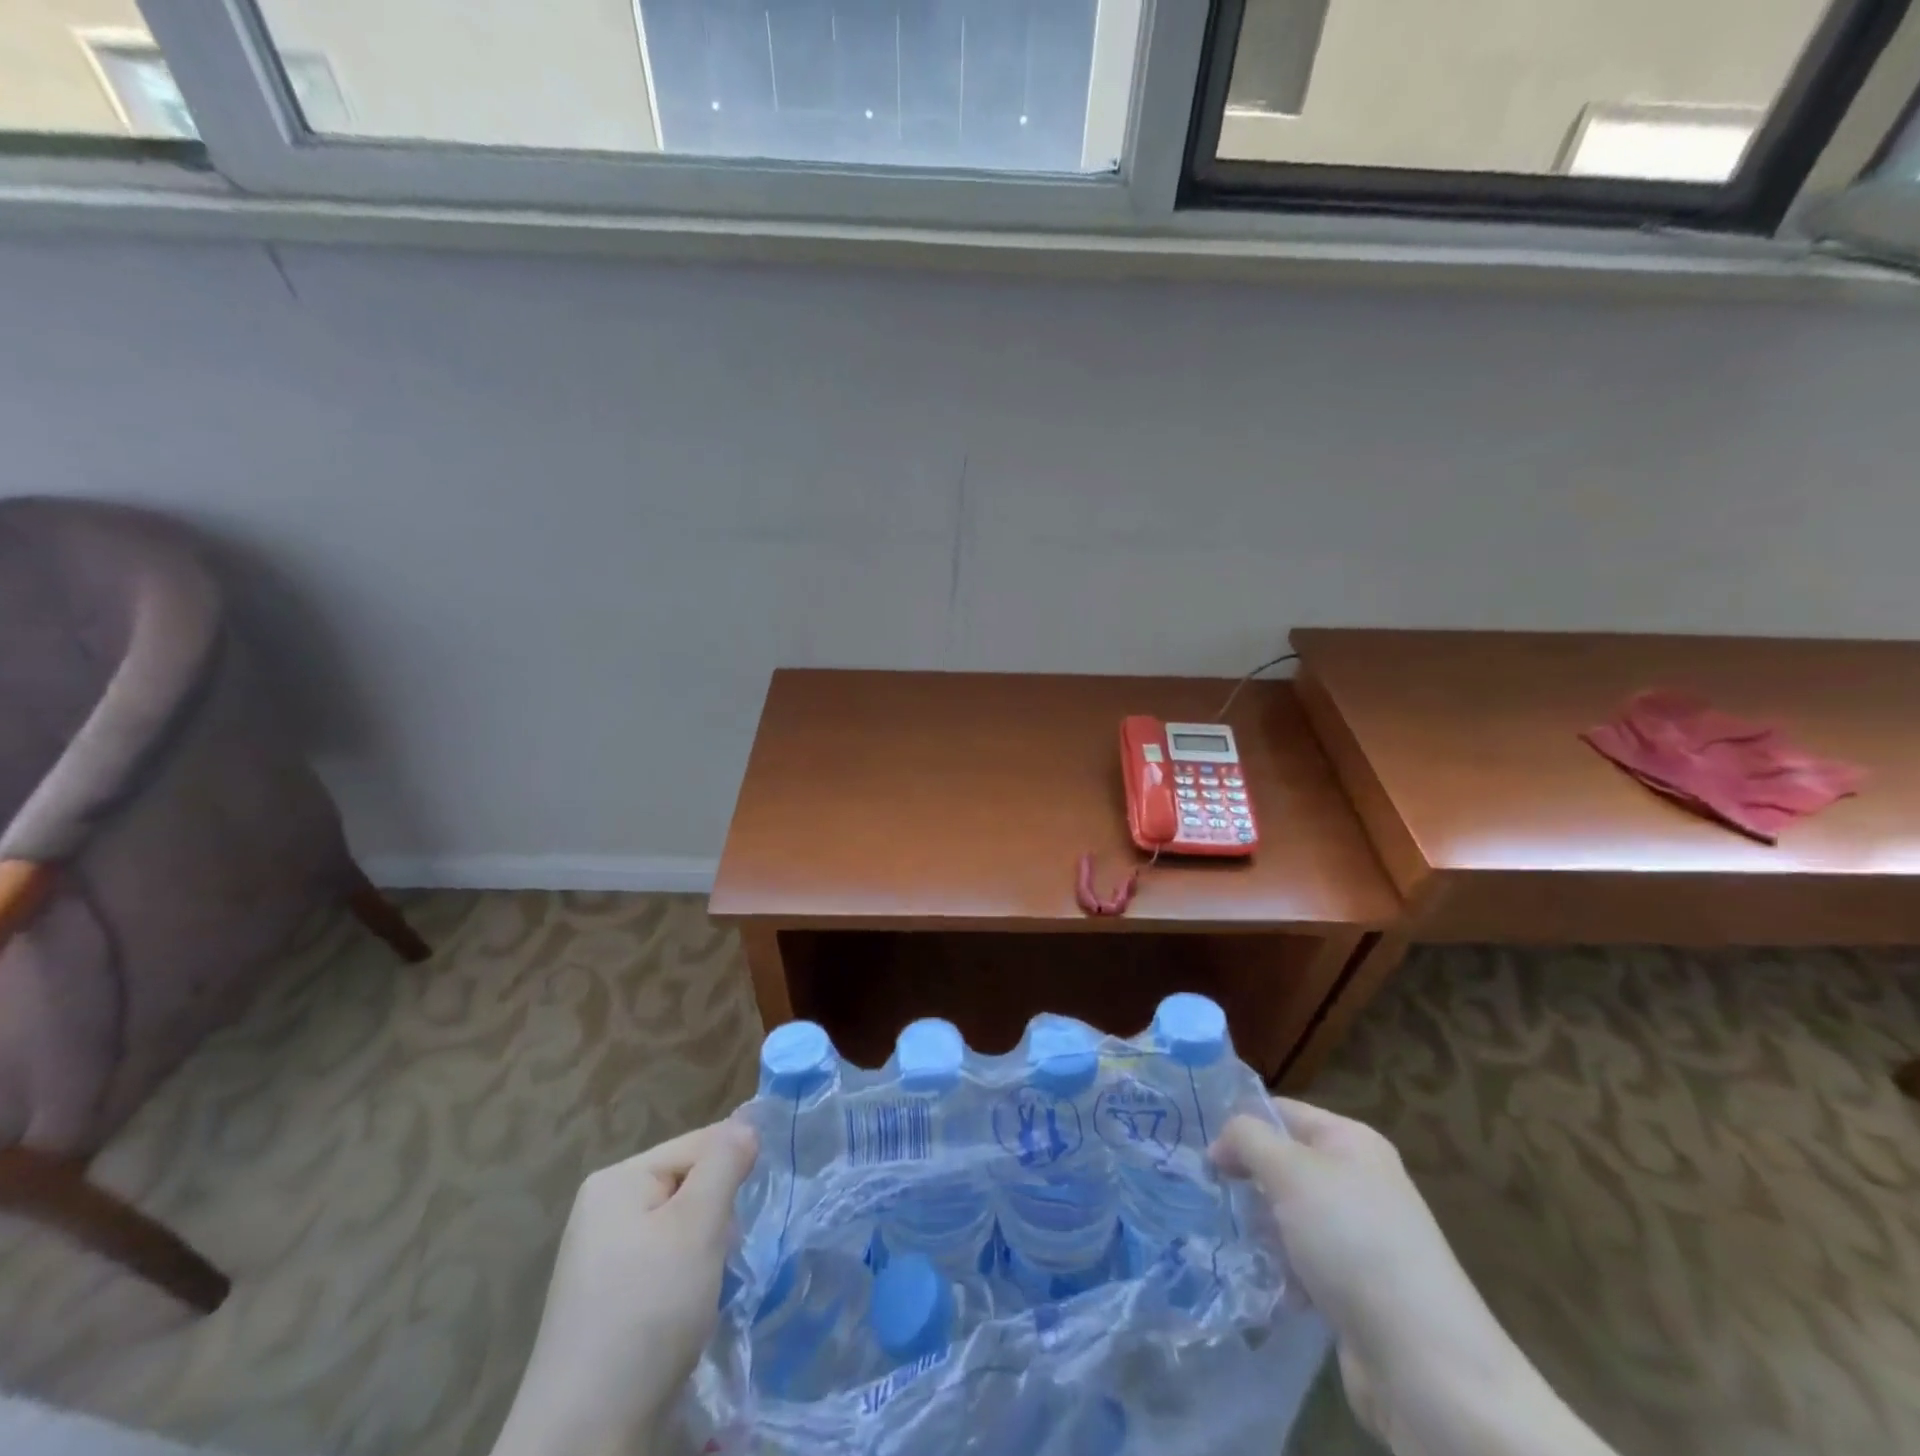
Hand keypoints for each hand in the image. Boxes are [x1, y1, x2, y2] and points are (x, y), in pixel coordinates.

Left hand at [492, 1120, 758, 1455]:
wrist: (585, 1437)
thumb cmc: (647, 1312)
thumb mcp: (697, 1226)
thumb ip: (725, 1164)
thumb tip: (747, 1124)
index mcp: (618, 1179)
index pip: (698, 1144)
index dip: (731, 1170)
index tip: (746, 1213)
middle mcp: (604, 1209)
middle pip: (689, 1184)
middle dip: (717, 1216)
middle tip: (720, 1258)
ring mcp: (602, 1257)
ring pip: (682, 1227)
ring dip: (705, 1252)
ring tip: (705, 1290)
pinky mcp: (608, 1300)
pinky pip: (664, 1264)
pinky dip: (685, 1281)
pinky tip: (687, 1313)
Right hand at [1212, 1100, 1614, 1455]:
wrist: (1425, 1363)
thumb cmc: (1353, 1242)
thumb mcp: (1290, 1171)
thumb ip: (1248, 1139)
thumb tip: (1222, 1143)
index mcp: (1351, 1141)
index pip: (1282, 1111)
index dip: (1241, 1123)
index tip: (1201, 1150)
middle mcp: (1358, 1181)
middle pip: (1284, 1164)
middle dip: (1248, 1179)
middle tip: (1210, 1193)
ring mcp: (1359, 1236)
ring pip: (1289, 1215)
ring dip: (1261, 1227)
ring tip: (1232, 1239)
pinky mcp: (1357, 1288)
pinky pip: (1304, 1262)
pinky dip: (1281, 1269)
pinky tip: (1263, 1281)